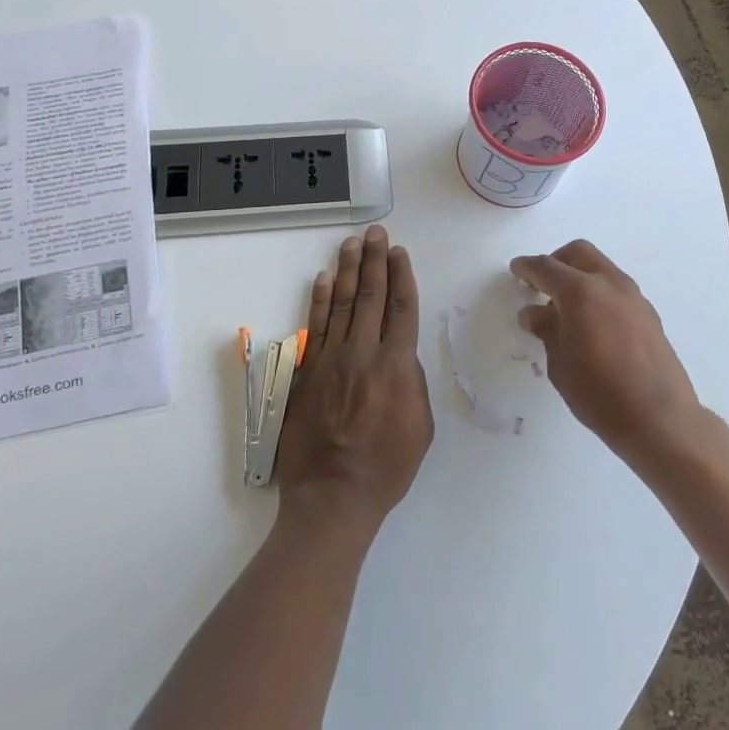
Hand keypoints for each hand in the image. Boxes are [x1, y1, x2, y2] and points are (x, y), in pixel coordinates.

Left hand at [274, 225, 433, 528]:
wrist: (333, 496)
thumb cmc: (386, 467)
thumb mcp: (420, 427)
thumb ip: (412, 381)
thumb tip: (400, 354)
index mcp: (396, 367)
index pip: (401, 309)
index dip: (401, 277)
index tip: (399, 252)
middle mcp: (363, 353)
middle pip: (371, 296)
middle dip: (375, 261)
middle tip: (376, 233)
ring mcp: (331, 359)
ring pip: (343, 304)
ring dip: (349, 270)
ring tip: (353, 243)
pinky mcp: (308, 371)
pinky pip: (315, 326)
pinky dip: (320, 300)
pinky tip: (325, 278)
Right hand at [511, 240, 700, 461]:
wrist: (659, 419)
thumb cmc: (599, 392)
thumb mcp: (560, 363)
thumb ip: (547, 329)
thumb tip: (533, 312)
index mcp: (581, 291)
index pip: (546, 267)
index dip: (527, 267)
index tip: (516, 269)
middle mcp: (609, 283)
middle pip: (578, 253)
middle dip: (556, 261)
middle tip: (542, 285)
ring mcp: (634, 297)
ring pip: (601, 268)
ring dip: (580, 276)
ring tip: (566, 310)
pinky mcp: (649, 314)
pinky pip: (616, 289)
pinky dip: (599, 293)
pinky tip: (592, 324)